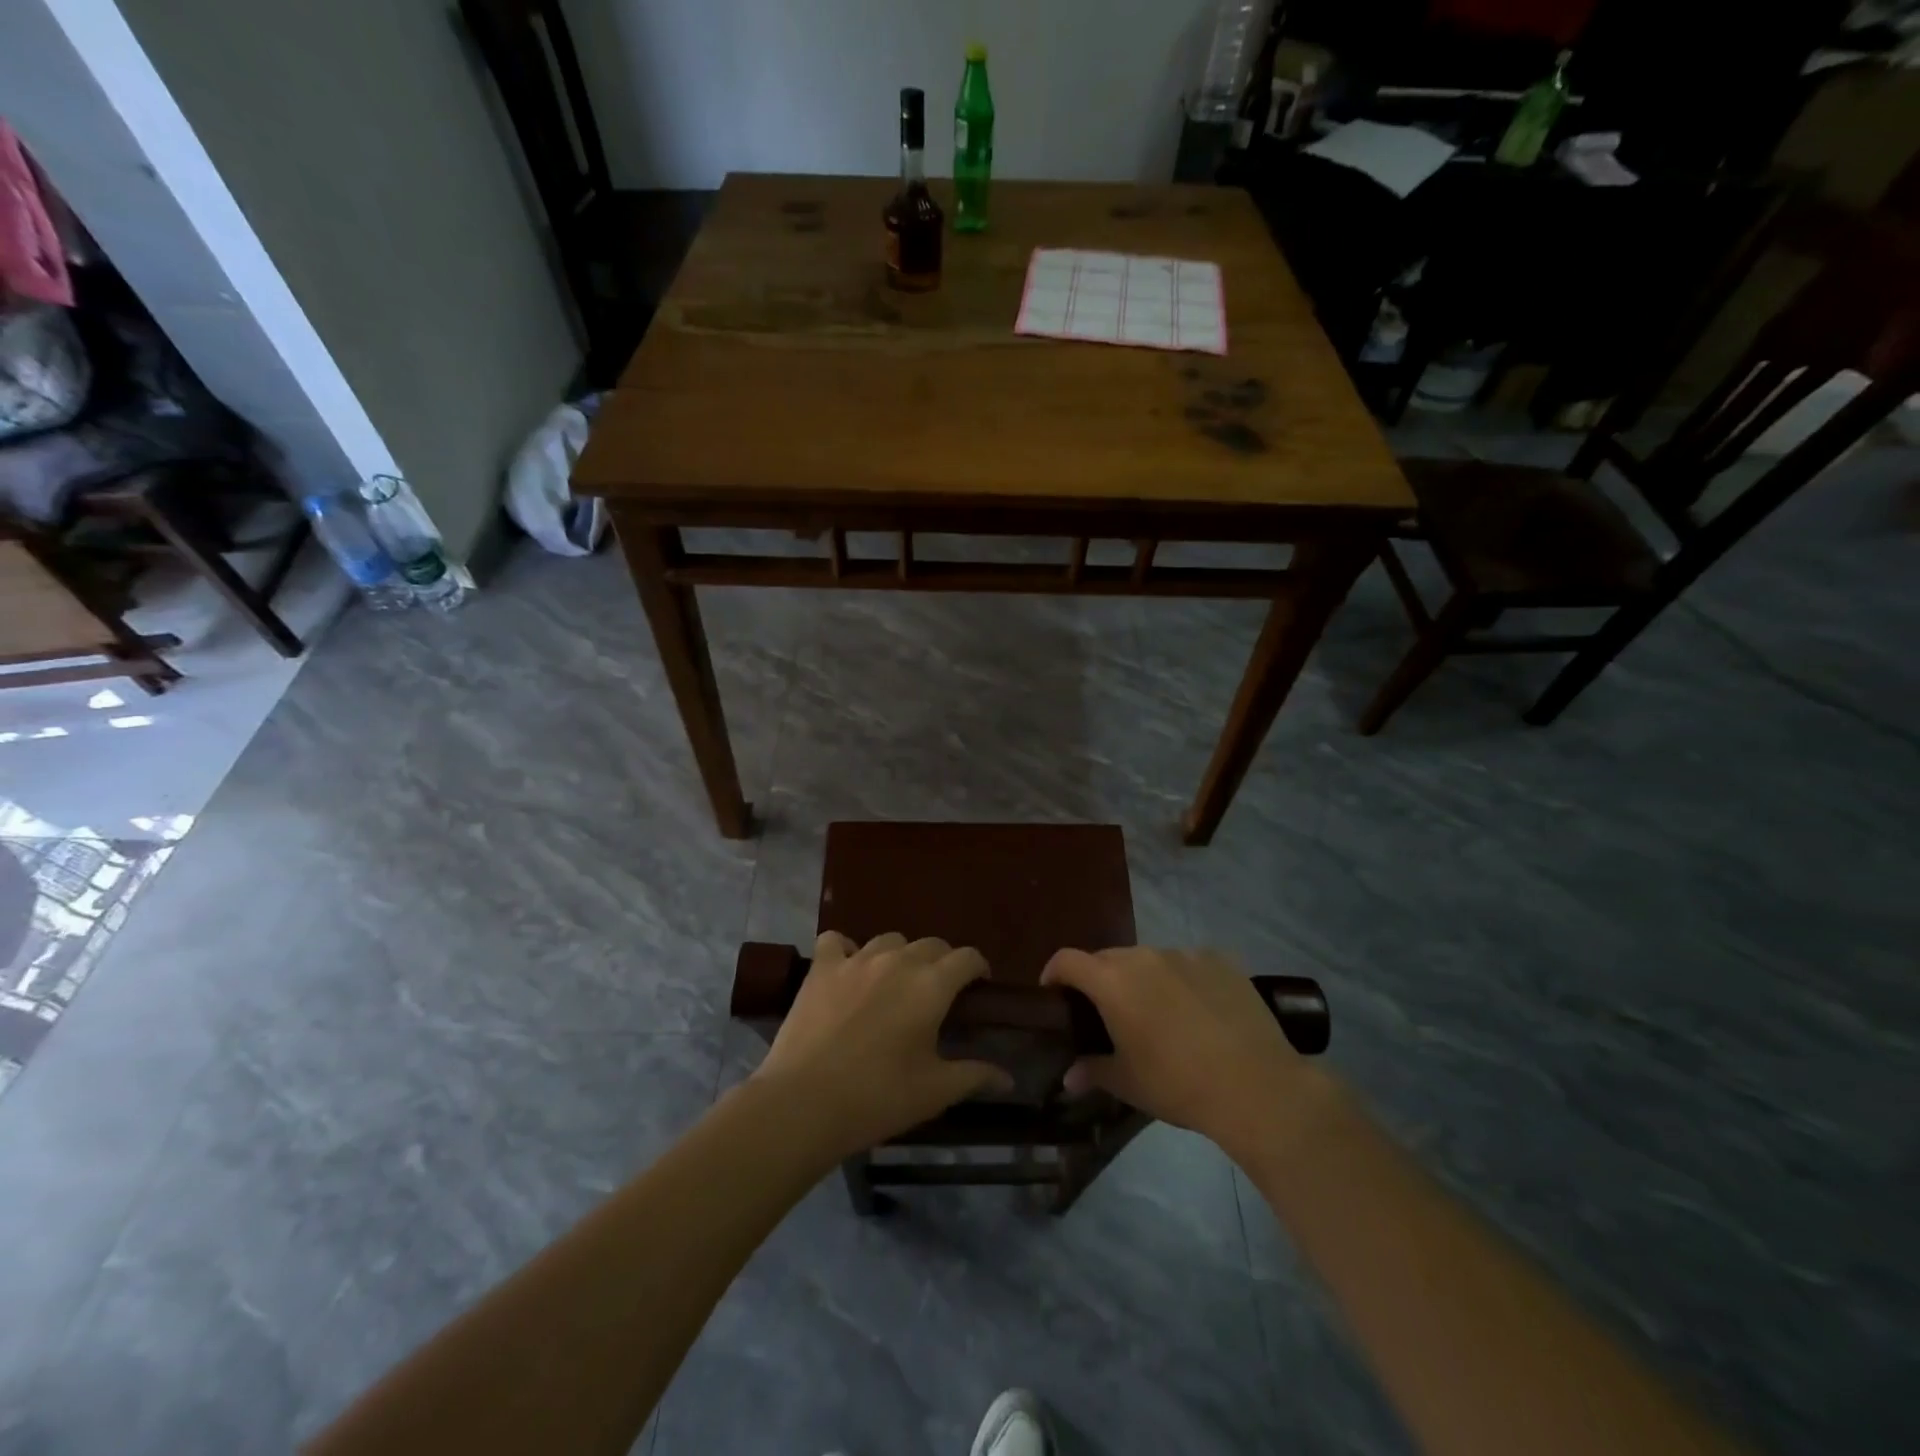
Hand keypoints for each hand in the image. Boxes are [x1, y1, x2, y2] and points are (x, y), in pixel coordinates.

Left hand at [754, 932, 1013, 1160]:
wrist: (804, 1103)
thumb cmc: (878, 1098)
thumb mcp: (934, 1092)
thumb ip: (974, 1076)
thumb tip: (1008, 1078)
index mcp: (931, 986)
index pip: (967, 957)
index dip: (978, 968)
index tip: (978, 987)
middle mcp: (898, 961)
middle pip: (931, 944)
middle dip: (942, 962)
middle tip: (938, 993)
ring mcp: (856, 960)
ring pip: (890, 940)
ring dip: (900, 955)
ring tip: (895, 982)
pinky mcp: (822, 969)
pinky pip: (837, 941)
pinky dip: (847, 950)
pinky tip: (848, 970)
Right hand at [1041, 947, 1314, 1156]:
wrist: (1256, 1086)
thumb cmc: (1178, 1085)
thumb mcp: (1128, 1083)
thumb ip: (1093, 1071)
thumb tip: (1069, 1078)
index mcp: (1113, 982)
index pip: (1068, 960)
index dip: (1054, 973)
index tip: (1053, 993)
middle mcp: (1144, 957)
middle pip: (1108, 958)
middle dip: (1099, 979)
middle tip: (1105, 1013)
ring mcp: (1185, 954)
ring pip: (1149, 959)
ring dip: (1142, 978)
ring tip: (1157, 1012)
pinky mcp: (1221, 960)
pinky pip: (1189, 963)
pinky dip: (1182, 979)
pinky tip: (1198, 1010)